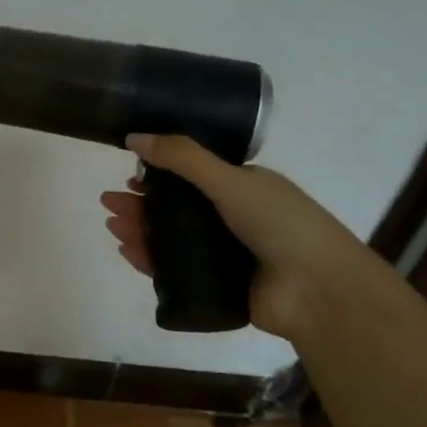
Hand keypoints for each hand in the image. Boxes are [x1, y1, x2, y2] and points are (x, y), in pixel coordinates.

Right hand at [100, 134, 385, 340]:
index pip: (194, 177)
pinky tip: (127, 252)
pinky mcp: (218, 288)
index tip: (131, 175)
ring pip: (172, 241)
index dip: (160, 174)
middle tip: (108, 203)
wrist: (318, 290)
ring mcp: (226, 256)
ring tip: (111, 226)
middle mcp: (235, 220)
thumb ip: (182, 157)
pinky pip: (175, 272)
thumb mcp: (230, 180)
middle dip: (141, 204)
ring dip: (140, 231)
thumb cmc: (279, 224)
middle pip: (177, 210)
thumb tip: (133, 136)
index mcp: (244, 189)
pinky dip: (150, 261)